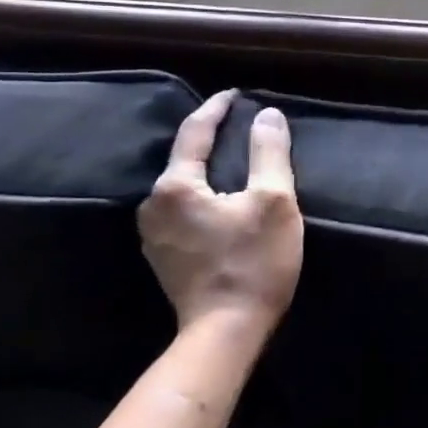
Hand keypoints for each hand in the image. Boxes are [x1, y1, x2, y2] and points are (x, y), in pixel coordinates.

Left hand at [138, 90, 302, 340]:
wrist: (225, 333)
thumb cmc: (253, 263)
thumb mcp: (274, 202)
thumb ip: (269, 153)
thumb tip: (267, 115)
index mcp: (175, 186)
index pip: (194, 132)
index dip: (217, 109)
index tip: (236, 94)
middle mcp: (153, 205)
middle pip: (184, 158)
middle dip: (211, 138)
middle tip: (240, 124)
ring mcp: (153, 234)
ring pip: (182, 184)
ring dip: (206, 168)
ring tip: (233, 158)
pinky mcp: (162, 255)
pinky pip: (181, 208)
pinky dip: (202, 193)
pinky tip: (221, 197)